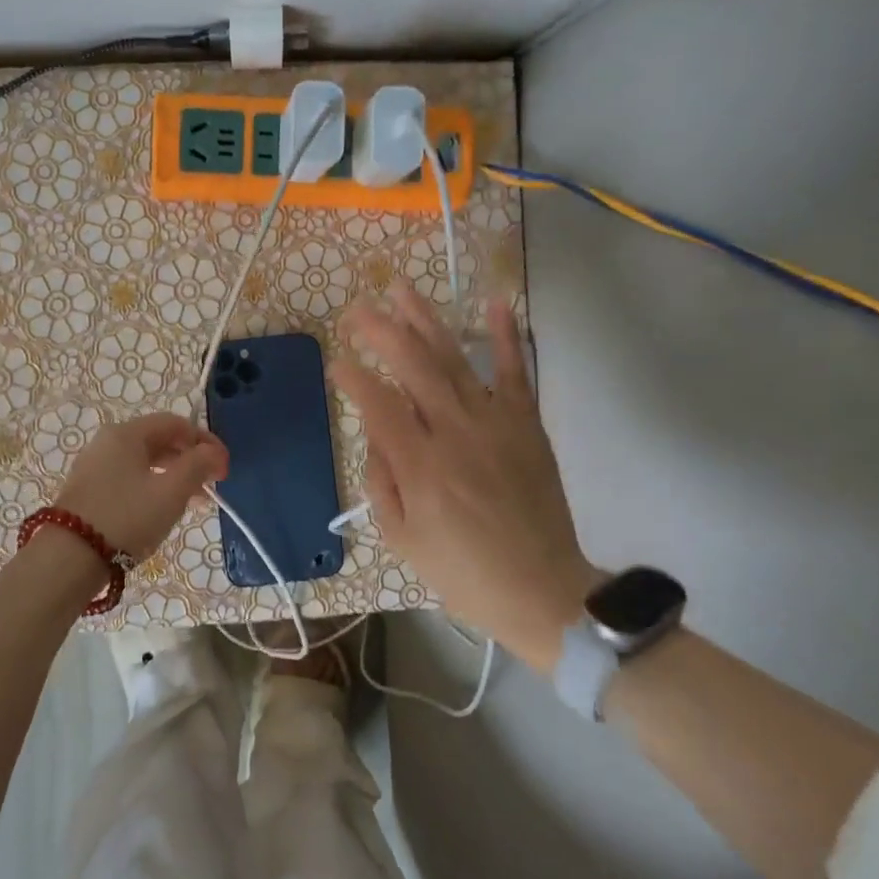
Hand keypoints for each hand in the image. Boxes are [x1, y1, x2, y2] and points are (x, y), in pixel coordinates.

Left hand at [55, 413, 228, 559]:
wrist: (69, 558)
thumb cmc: (127, 518)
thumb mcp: (171, 492)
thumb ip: (198, 466)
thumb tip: (213, 452)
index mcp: (127, 433)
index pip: (175, 423)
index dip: (205, 441)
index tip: (224, 468)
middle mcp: (107, 442)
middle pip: (159, 441)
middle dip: (190, 460)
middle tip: (212, 486)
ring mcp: (95, 466)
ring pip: (144, 462)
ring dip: (174, 477)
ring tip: (194, 503)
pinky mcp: (88, 490)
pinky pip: (129, 479)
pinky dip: (153, 488)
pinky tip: (163, 510)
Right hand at [331, 285, 596, 671]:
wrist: (541, 589)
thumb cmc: (463, 572)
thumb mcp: (402, 540)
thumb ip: (382, 483)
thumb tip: (376, 438)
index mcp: (420, 466)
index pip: (378, 405)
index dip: (353, 378)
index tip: (336, 362)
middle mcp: (455, 433)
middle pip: (413, 367)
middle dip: (381, 332)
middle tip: (356, 310)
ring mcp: (495, 423)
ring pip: (455, 360)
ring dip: (426, 321)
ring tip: (401, 289)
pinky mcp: (526, 425)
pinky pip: (516, 373)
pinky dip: (506, 337)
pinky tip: (494, 303)